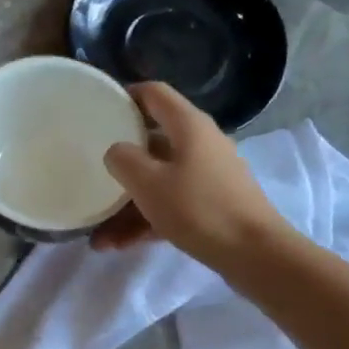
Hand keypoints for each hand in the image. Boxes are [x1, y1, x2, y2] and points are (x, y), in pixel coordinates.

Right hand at [93, 82, 283, 264]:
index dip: (125, 96)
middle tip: (92, 173)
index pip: (154, 93)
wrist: (256, 255)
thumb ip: (123, 159)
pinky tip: (118, 245)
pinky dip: (146, 220)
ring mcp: (208, 176)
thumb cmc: (199, 208)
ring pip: (158, 180)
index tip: (98, 111)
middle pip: (152, 142)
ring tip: (97, 233)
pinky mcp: (212, 205)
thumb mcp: (148, 182)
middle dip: (120, 163)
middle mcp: (200, 143)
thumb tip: (117, 152)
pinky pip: (171, 204)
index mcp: (188, 125)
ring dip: (128, 204)